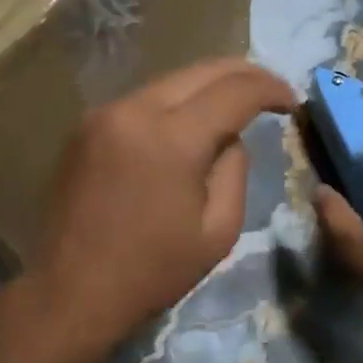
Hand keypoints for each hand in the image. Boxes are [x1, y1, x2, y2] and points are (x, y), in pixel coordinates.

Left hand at [31, 59, 295, 339]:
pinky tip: (189, 121)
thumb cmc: (152, 270)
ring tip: (234, 104)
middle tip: (271, 90)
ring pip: (169, 81)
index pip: (234, 91)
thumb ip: (234, 170)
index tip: (291, 100)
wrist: (71, 291)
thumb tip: (229, 138)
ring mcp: (104, 113)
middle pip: (200, 71)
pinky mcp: (86, 126)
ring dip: (206, 87)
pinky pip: (143, 100)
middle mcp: (134, 110)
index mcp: (172, 138)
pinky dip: (174, 103)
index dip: (269, 88)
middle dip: (243, 74)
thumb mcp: (218, 230)